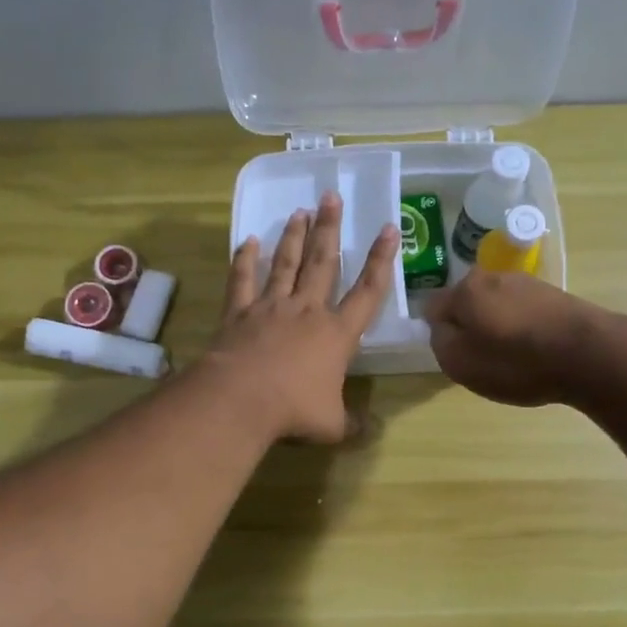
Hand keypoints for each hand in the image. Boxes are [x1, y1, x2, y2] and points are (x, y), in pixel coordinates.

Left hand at [204, 192, 398, 441]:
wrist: (241, 400)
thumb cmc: (294, 410)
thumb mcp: (333, 425)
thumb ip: (352, 423)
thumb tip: (368, 430)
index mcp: (337, 334)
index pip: (368, 291)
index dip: (381, 260)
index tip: (388, 228)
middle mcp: (306, 311)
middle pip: (323, 263)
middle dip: (330, 229)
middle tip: (332, 196)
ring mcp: (270, 307)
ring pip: (286, 264)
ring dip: (294, 237)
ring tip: (301, 211)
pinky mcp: (238, 313)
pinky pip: (242, 280)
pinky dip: (245, 259)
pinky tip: (248, 240)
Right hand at [423, 270, 606, 406]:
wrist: (589, 355)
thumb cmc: (515, 362)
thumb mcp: (459, 363)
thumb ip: (440, 341)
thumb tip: (441, 326)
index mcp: (464, 290)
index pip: (433, 307)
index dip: (438, 332)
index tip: (451, 353)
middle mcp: (492, 276)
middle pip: (467, 303)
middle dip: (469, 326)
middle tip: (479, 357)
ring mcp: (526, 282)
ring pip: (496, 306)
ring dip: (496, 327)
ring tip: (510, 357)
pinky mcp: (553, 294)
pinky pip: (522, 312)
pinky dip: (521, 329)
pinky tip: (534, 352)